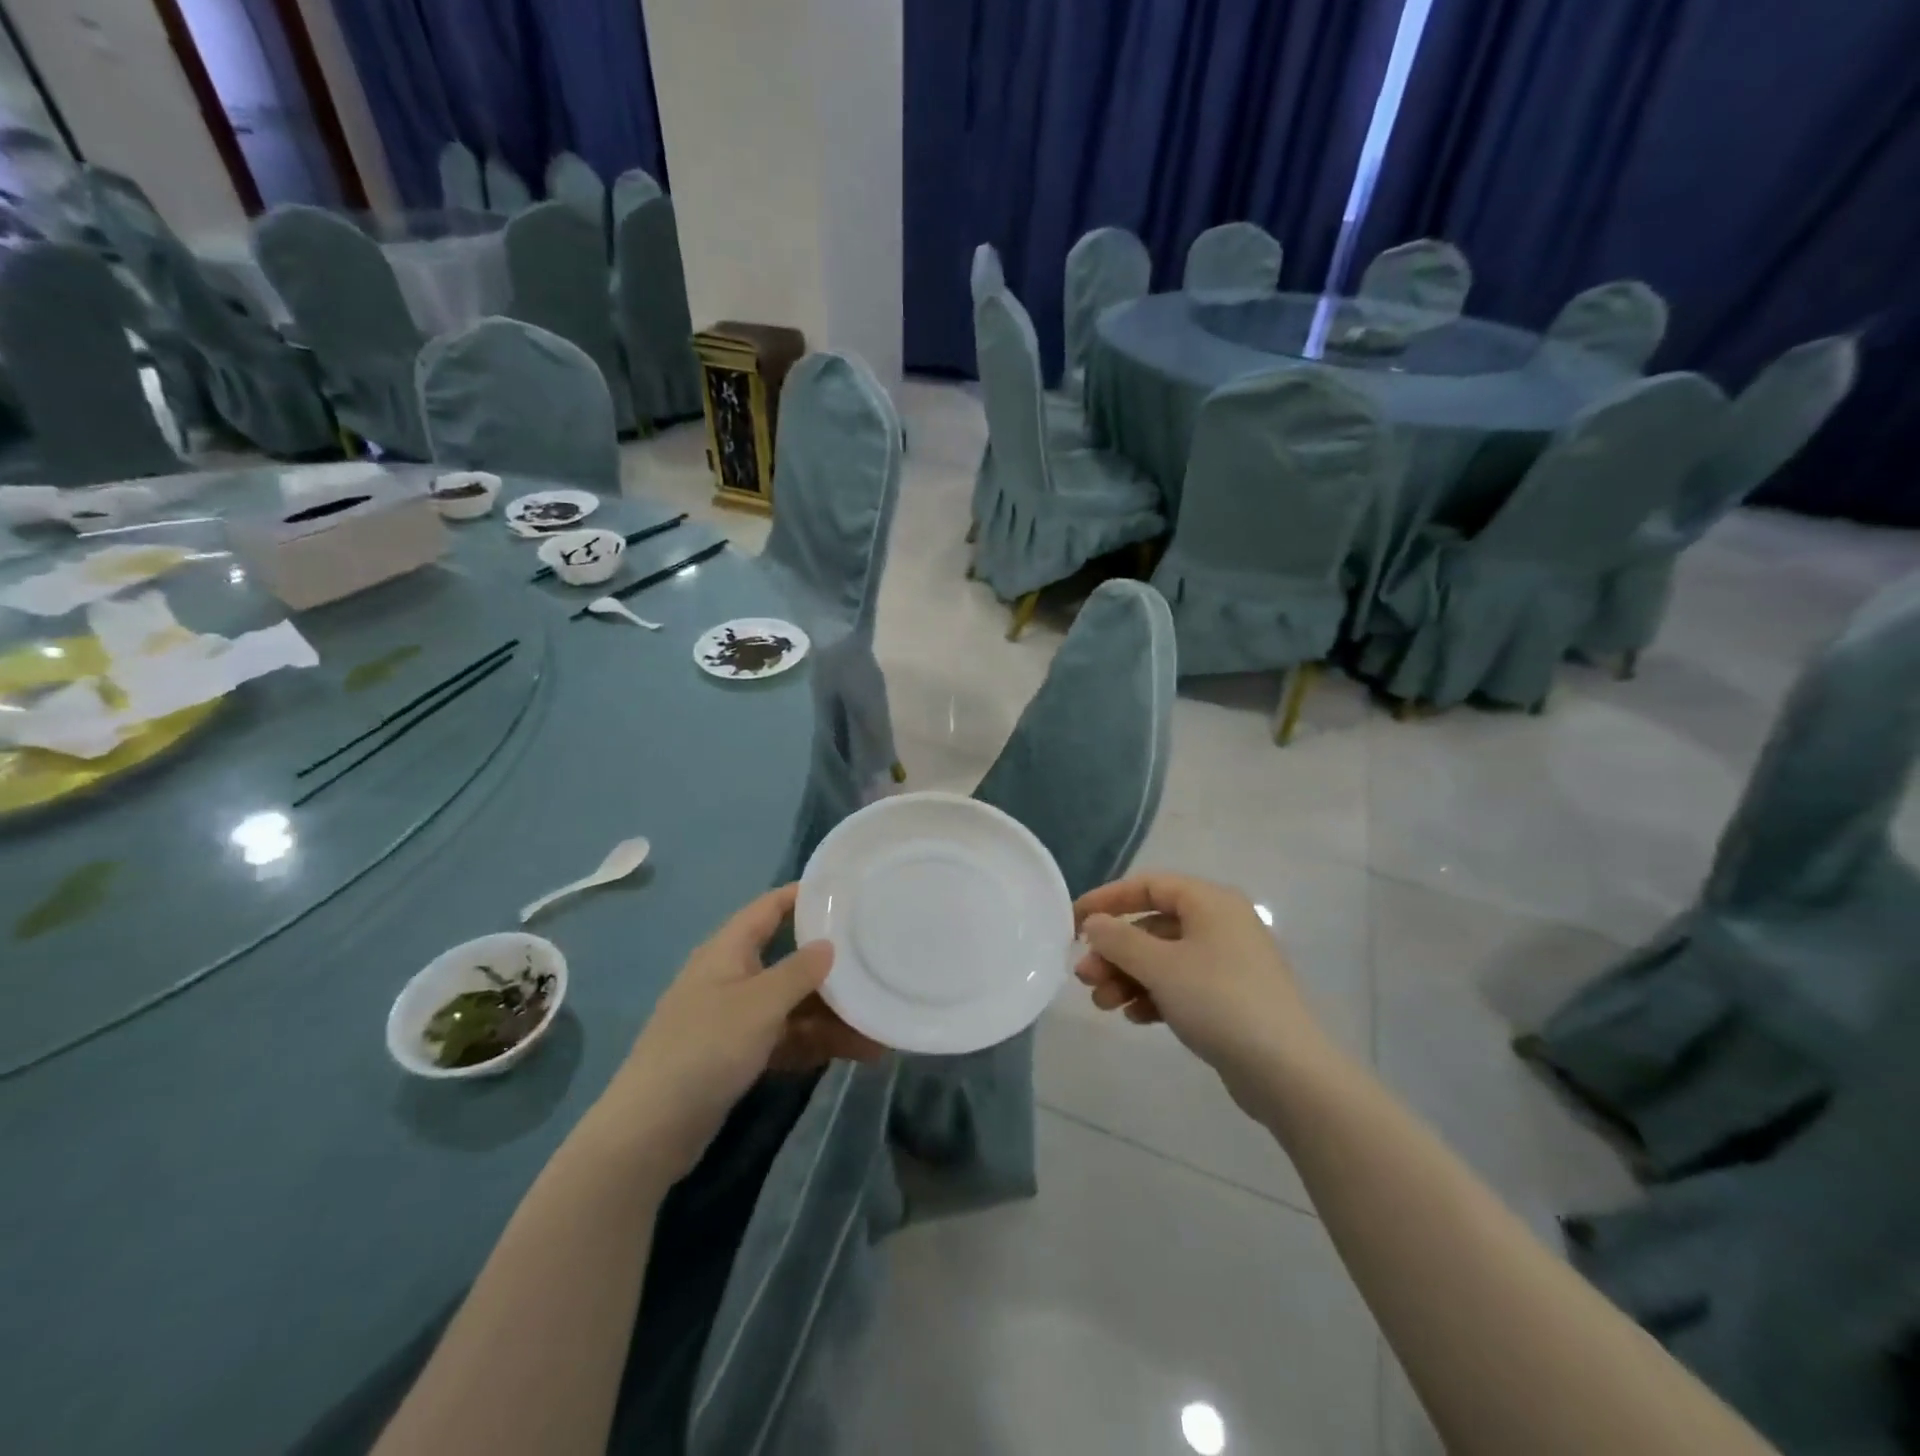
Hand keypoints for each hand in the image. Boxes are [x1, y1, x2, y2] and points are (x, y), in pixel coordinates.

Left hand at [595, 884, 881, 1180]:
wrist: (651, 1130)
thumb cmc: (706, 1047)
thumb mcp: (760, 1003)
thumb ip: (799, 971)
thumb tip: (829, 944)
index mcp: (728, 950)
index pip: (770, 907)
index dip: (805, 896)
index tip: (848, 894)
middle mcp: (732, 977)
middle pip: (790, 960)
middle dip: (832, 968)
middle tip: (877, 964)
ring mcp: (735, 1018)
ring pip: (793, 1005)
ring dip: (832, 1016)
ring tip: (879, 1029)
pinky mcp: (738, 1055)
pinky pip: (787, 1038)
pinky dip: (816, 1043)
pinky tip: (856, 1053)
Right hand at [1075, 873, 1327, 1112]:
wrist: (1286, 1071)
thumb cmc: (1219, 1001)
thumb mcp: (1160, 966)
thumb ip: (1119, 939)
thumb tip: (1094, 923)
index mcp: (1210, 902)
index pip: (1149, 885)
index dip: (1107, 900)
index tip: (1074, 923)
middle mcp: (1220, 924)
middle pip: (1152, 926)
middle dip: (1114, 950)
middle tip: (1084, 977)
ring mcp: (1227, 962)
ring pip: (1163, 958)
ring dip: (1128, 977)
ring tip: (1103, 1004)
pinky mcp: (1229, 998)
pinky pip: (1180, 985)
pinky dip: (1154, 995)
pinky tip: (1135, 1017)